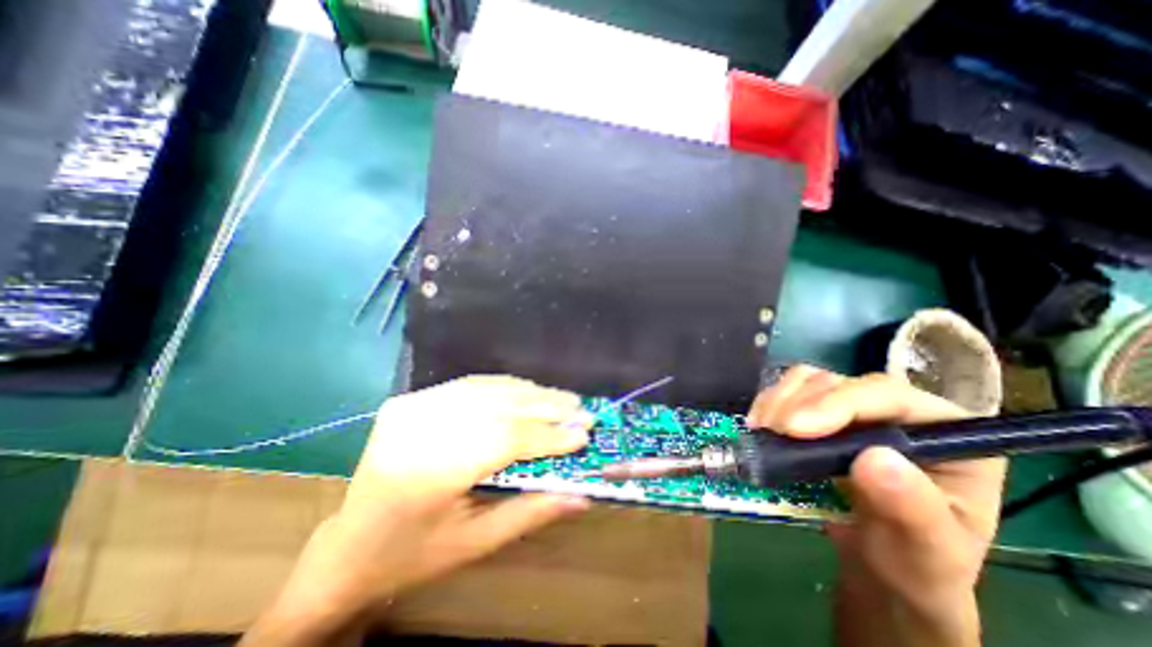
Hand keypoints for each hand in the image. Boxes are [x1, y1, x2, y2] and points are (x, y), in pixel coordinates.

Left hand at [247, 378, 597, 642]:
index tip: (584, 433)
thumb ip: (531, 512)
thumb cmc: (413, 554)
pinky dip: (505, 387)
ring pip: (487, 389)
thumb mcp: (476, 544)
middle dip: (546, 407)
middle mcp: (419, 429)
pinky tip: (528, 393)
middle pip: (498, 407)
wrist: (346, 547)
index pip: (505, 439)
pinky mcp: (411, 399)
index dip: (549, 436)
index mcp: (429, 472)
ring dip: (530, 393)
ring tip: (562, 400)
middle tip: (581, 409)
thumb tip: (582, 495)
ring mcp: (412, 407)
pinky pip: (469, 385)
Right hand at [748, 366, 1009, 643]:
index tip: (794, 428)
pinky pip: (790, 391)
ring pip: (810, 380)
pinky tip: (759, 424)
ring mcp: (856, 408)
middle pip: (840, 383)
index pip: (889, 396)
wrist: (881, 568)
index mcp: (948, 434)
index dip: (838, 403)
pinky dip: (770, 402)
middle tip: (769, 432)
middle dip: (799, 403)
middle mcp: (899, 411)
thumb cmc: (915, 564)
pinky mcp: (822, 412)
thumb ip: (911, 510)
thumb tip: (875, 458)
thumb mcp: (926, 553)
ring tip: (761, 430)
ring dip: (778, 400)